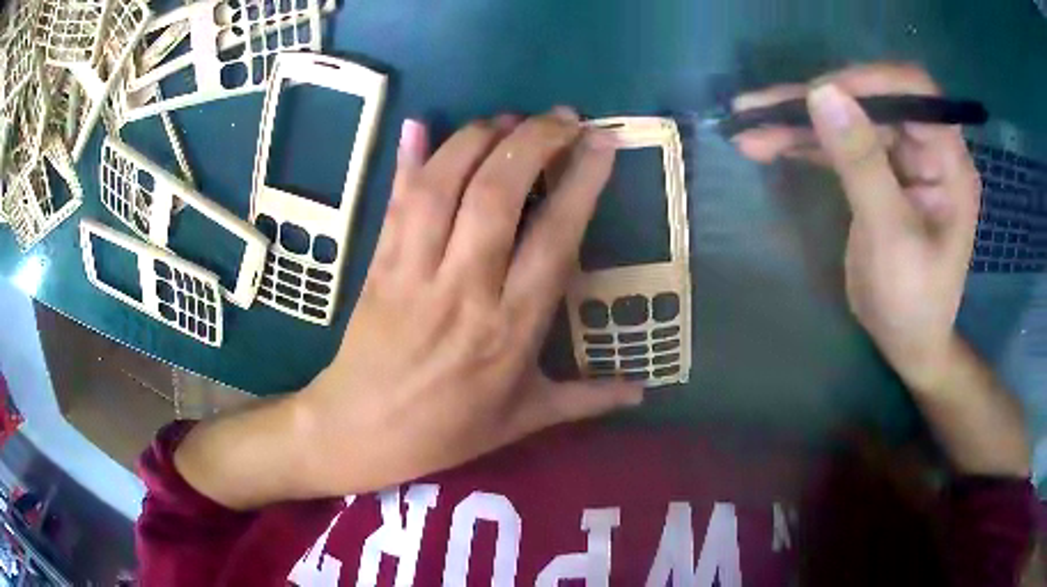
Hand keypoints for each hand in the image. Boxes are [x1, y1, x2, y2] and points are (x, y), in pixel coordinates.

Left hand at [295, 108, 641, 494]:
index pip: (554, 238)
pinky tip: (420, 124)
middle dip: (534, 141)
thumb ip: (587, 400)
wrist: (360, 432)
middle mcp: (464, 290)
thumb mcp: (524, 421)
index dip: (581, 181)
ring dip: (477, 139)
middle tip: (563, 117)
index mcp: (510, 330)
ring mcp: (413, 272)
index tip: (601, 142)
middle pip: (497, 195)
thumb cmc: (447, 431)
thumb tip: (642, 393)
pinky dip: (409, 159)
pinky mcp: (378, 264)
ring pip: (443, 187)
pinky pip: (395, 203)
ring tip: (508, 119)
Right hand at [732, 64, 981, 391]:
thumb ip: (863, 165)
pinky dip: (802, 142)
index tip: (818, 94)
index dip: (868, 82)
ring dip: (798, 121)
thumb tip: (823, 93)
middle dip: (816, 102)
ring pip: (847, 119)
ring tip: (748, 126)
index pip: (913, 91)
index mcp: (948, 161)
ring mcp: (899, 160)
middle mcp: (925, 149)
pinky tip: (766, 143)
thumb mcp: (891, 238)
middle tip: (760, 110)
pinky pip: (837, 145)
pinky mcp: (875, 173)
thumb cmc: (913, 303)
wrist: (907, 344)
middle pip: (870, 101)